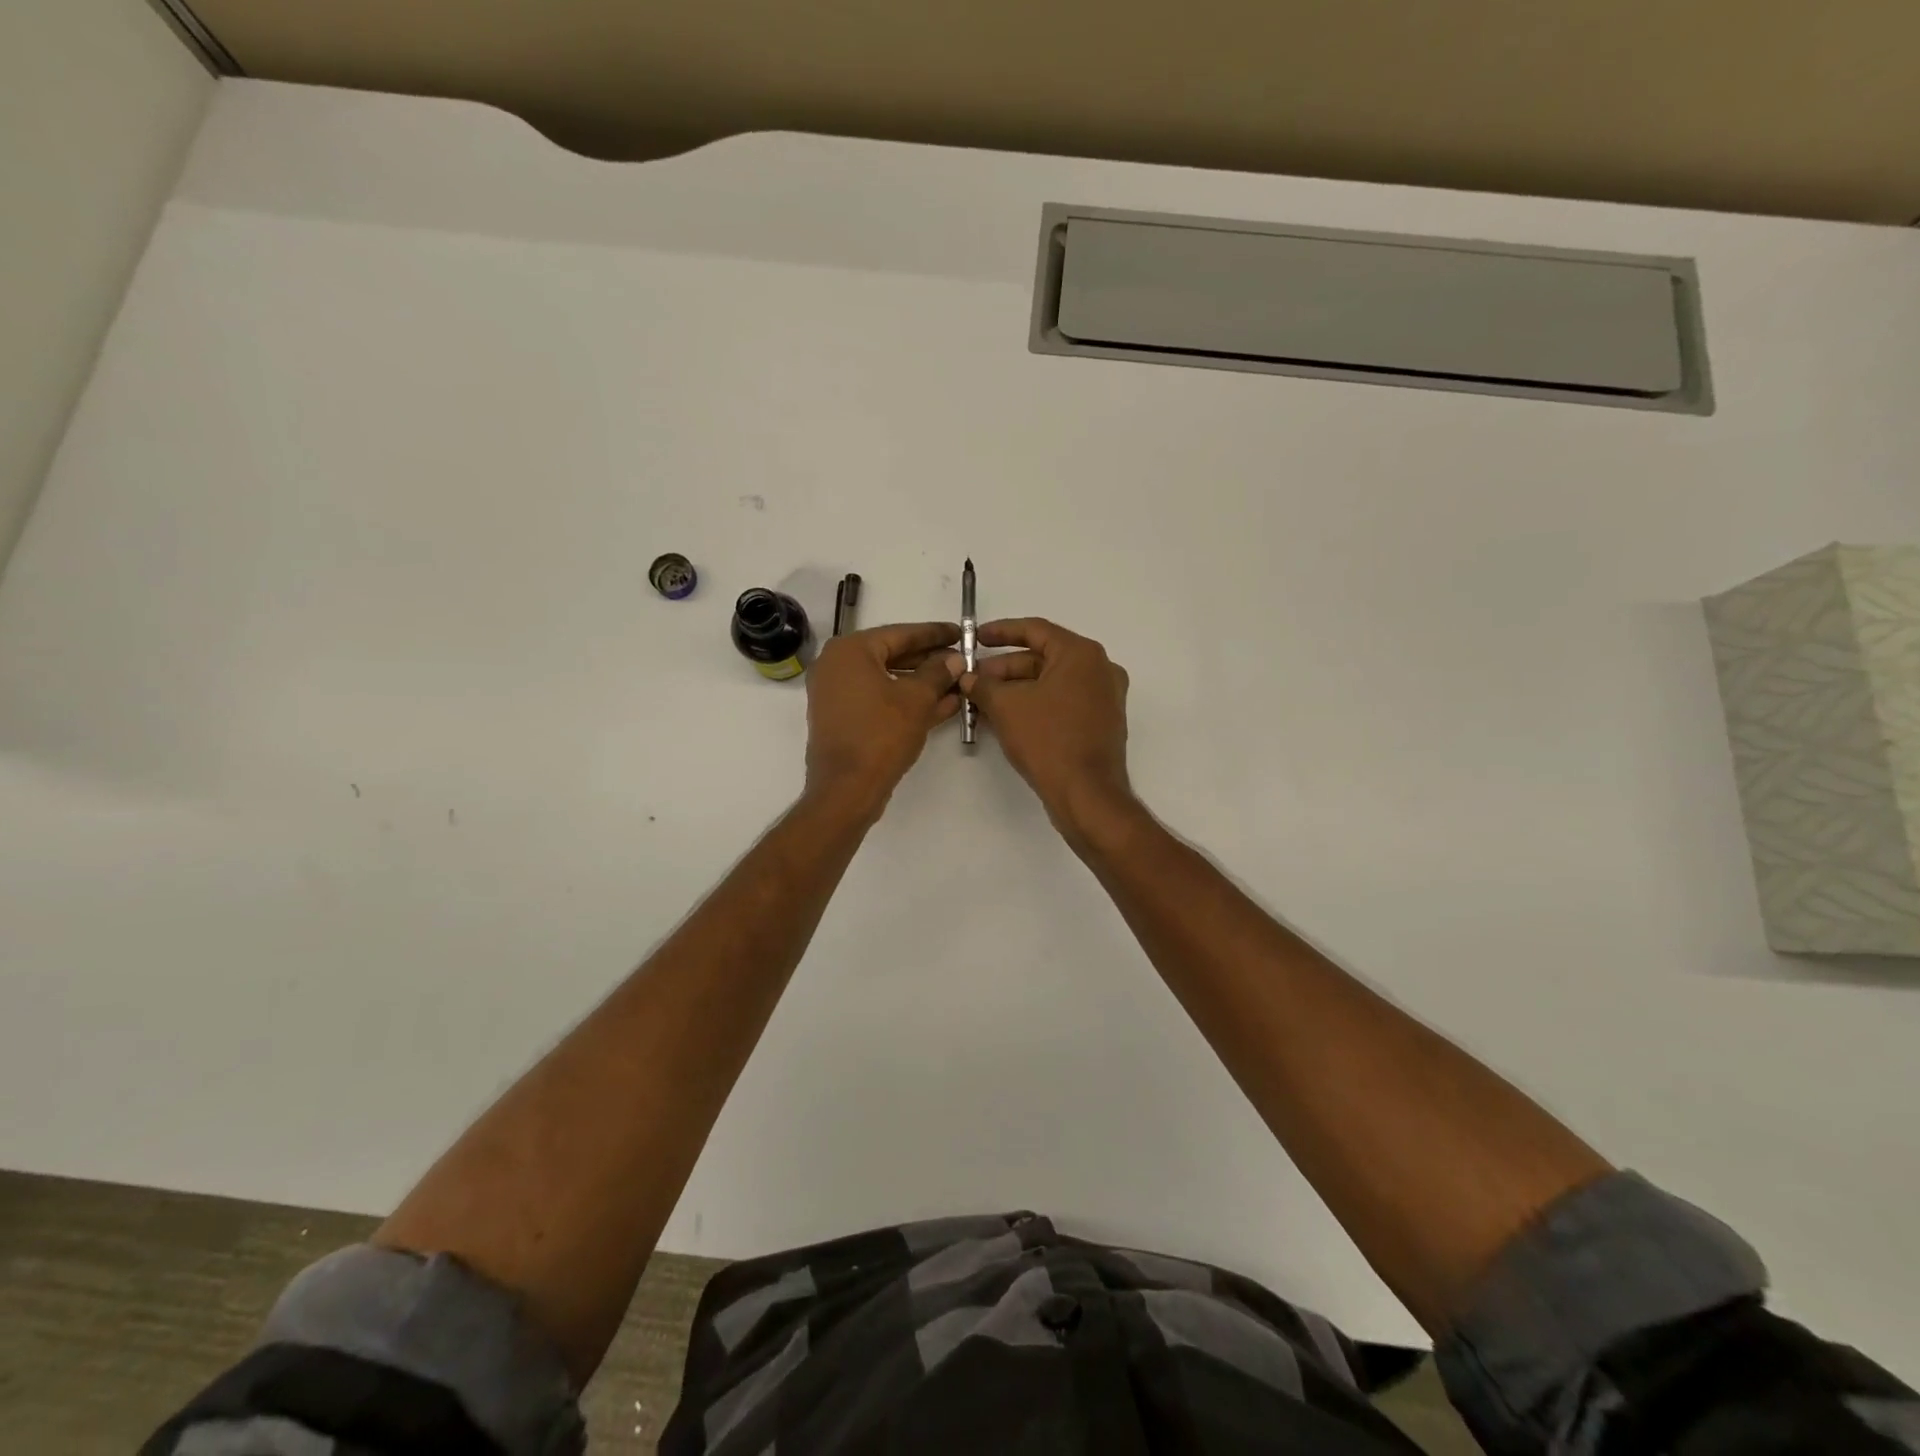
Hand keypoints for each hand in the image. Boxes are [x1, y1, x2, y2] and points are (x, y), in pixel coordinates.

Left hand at [804, 621, 961, 813]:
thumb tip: (954, 659)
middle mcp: (837, 665)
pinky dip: (907, 701)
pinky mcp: (844, 718)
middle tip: (962, 659)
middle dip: (930, 660)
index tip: (960, 632)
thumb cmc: (881, 735)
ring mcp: (838, 694)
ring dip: (922, 683)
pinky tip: (943, 705)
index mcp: (850, 650)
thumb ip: (938, 673)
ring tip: (958, 683)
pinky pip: (880, 700)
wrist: (847, 788)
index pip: (900, 633)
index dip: (934, 634)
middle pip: (893, 655)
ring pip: (888, 680)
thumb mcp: (917, 699)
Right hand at [959, 618, 1134, 840]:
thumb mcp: (1006, 707)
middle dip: (1005, 668)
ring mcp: (1104, 697)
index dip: (1001, 632)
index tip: (975, 638)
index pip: (1035, 630)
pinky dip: (1036, 704)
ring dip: (1017, 688)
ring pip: (1052, 682)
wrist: (1087, 793)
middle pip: (1043, 657)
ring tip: (984, 701)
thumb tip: (968, 677)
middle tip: (974, 680)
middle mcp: (1100, 669)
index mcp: (1082, 654)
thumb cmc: (1048, 740)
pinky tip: (1008, 717)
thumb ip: (983, 685)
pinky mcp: (1101, 722)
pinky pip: (1063, 702)